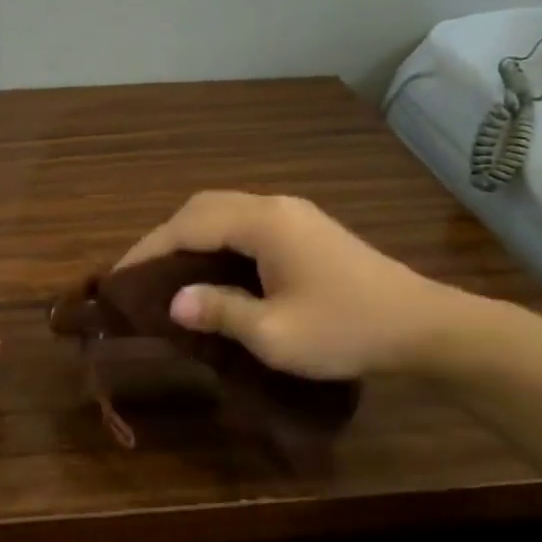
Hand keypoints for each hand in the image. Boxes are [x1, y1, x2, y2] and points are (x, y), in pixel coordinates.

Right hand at [115, 191, 468, 378]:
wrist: (424, 327)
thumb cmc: (347, 330)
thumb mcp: (276, 334)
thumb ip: (220, 311)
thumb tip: (174, 302)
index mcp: (264, 223)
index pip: (188, 225)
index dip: (148, 249)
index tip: (117, 277)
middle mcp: (275, 207)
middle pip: (203, 207)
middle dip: (165, 237)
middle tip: (140, 274)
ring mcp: (294, 215)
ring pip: (224, 211)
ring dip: (191, 236)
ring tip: (168, 273)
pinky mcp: (306, 230)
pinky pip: (246, 223)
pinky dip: (217, 240)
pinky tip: (212, 270)